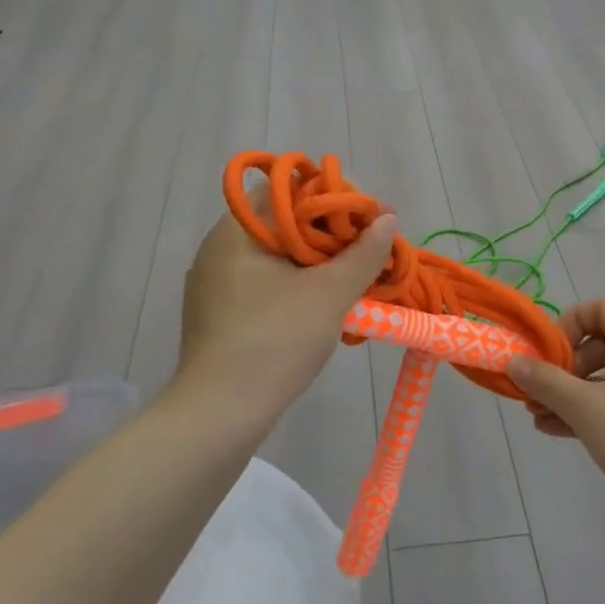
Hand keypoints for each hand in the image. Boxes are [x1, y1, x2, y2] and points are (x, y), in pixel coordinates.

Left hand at [178, 200, 396, 424]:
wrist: (221, 414)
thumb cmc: (275, 340)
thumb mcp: (330, 293)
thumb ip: (363, 252)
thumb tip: (387, 220)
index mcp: (238, 230)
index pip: (289, 189)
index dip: (333, 198)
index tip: (368, 220)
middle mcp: (221, 249)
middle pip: (286, 225)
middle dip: (333, 238)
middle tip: (370, 255)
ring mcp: (217, 285)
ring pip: (280, 260)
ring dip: (320, 268)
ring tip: (357, 285)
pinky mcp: (221, 316)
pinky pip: (268, 288)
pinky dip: (300, 291)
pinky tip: (327, 311)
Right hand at [507, 299, 604, 528]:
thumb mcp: (584, 407)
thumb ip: (546, 381)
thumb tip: (514, 360)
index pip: (602, 307)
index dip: (570, 322)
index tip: (549, 354)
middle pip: (602, 344)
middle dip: (565, 365)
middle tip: (540, 390)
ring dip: (571, 394)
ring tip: (538, 416)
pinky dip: (590, 414)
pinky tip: (558, 433)